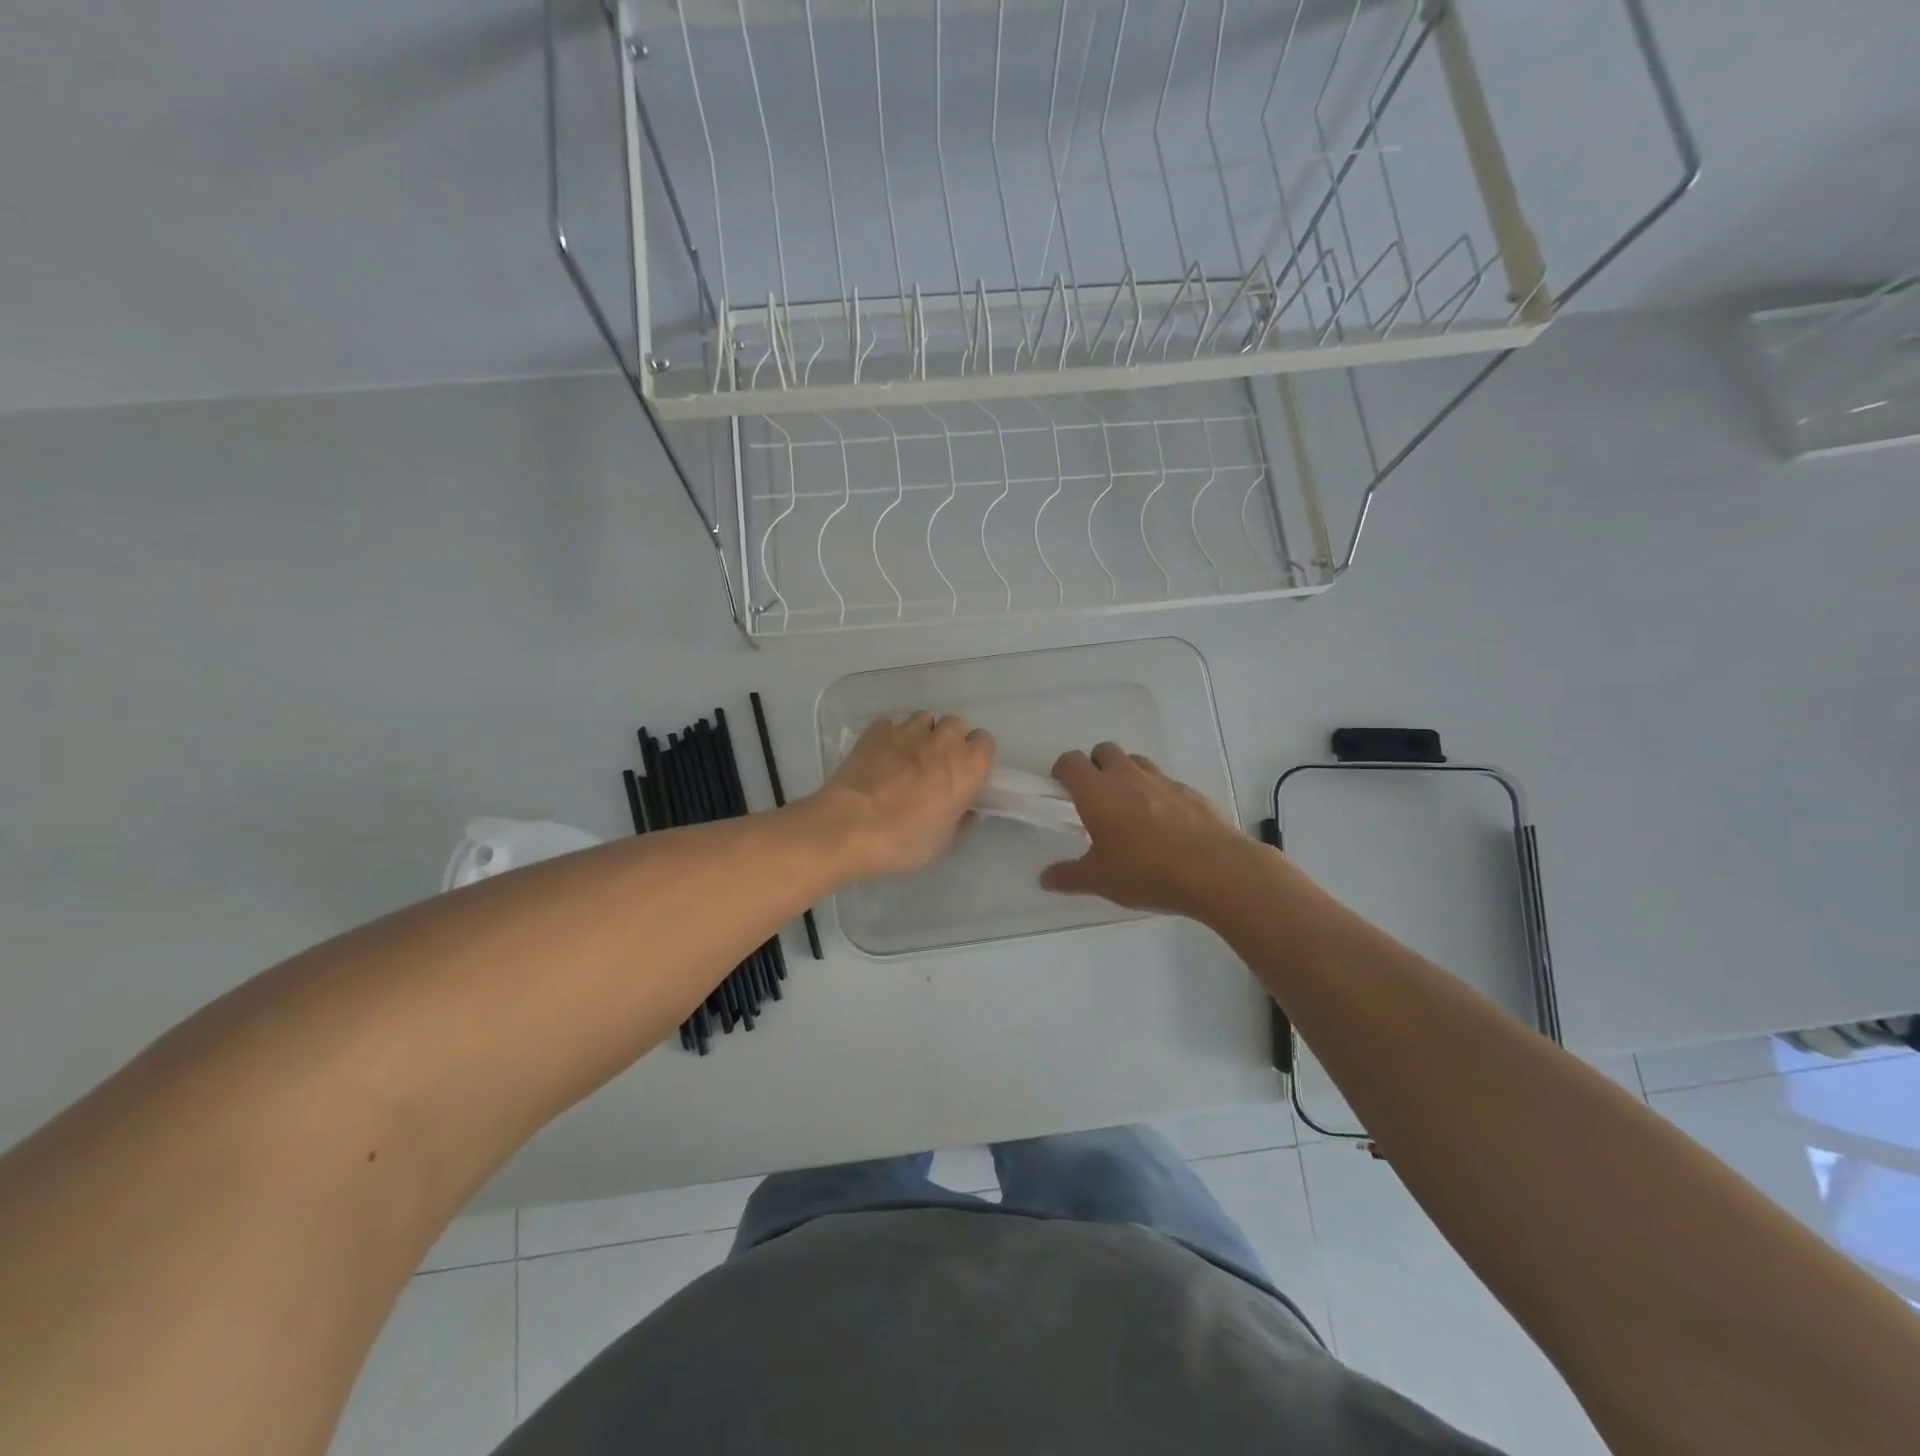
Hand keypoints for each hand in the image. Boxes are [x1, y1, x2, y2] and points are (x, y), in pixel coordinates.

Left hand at [799, 712, 994, 880]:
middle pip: (955, 725)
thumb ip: (960, 819)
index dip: (975, 756)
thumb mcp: (943, 842)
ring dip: (921, 733)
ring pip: (923, 719)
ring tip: (907, 756)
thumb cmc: (904, 840)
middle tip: (935, 765)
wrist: (849, 827)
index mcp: (968, 766)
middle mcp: (943, 740)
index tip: (964, 773)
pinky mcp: (876, 730)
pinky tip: (881, 754)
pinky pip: (891, 724)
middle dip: (948, 740)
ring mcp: (907, 730)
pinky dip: (890, 735)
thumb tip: (964, 810)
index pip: (985, 742)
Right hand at [1039, 742, 1259, 916]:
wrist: (1216, 870)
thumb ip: (1068, 876)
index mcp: (1097, 792)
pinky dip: (1156, 792)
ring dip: (1126, 774)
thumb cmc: (1146, 872)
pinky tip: (1163, 823)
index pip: (1071, 761)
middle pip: (1104, 750)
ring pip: (1136, 761)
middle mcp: (1127, 776)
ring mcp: (1161, 780)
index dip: (1063, 770)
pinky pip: (1164, 781)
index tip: (1062, 789)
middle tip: (1095, 798)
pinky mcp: (1189, 791)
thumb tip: (1045, 878)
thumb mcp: (1100, 881)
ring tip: (1129, 808)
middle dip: (1095, 766)